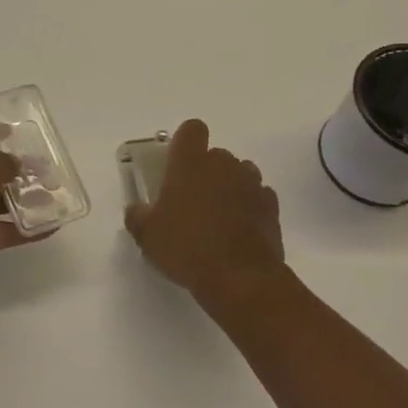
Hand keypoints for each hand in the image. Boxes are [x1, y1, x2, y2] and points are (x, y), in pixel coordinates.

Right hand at [124, 119, 286, 306]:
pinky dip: (250, 206)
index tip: (177, 163)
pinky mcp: (271, 207)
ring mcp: (251, 184)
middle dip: (206, 170)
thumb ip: (137, 216)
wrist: (240, 278)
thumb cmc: (187, 248)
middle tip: (192, 199)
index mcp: (190, 163)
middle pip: (216, 154)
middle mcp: (223, 165)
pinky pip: (258, 196)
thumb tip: (136, 210)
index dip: (185, 142)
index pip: (192, 129)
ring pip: (240, 172)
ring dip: (230, 186)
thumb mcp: (147, 236)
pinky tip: (240, 229)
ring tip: (219, 214)